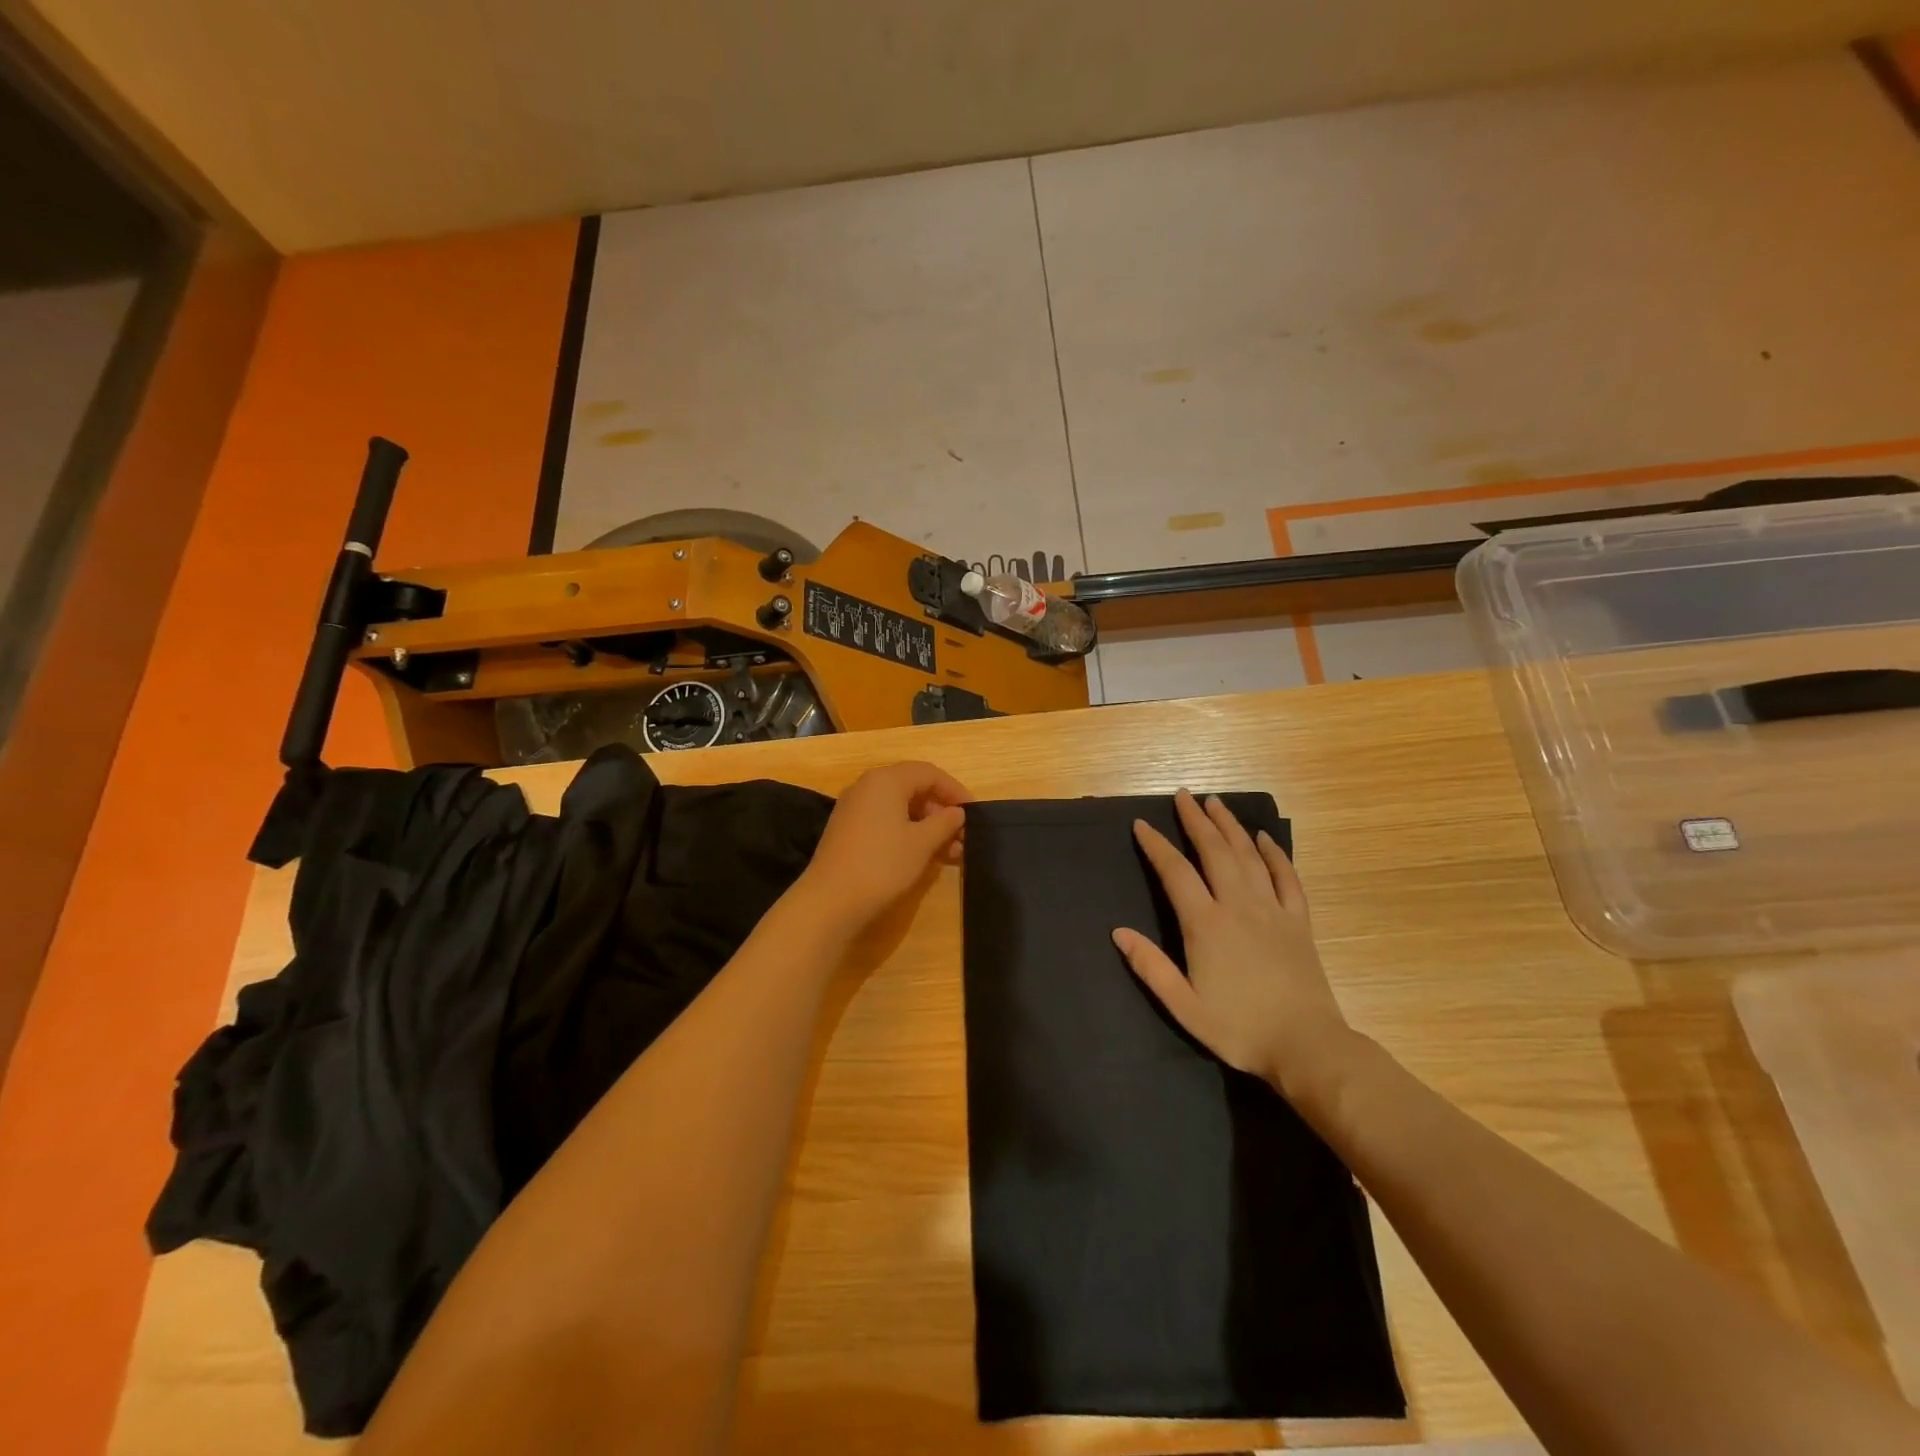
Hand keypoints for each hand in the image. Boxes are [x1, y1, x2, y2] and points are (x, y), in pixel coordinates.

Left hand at [792, 761, 971, 934]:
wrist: (830, 901)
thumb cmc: (882, 864)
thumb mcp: (922, 843)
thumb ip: (944, 823)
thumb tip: (957, 812)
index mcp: (885, 780)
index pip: (929, 773)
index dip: (955, 790)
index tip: (974, 813)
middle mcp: (867, 787)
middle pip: (913, 788)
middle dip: (941, 811)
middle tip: (963, 836)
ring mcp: (854, 809)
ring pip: (900, 808)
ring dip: (927, 826)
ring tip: (951, 853)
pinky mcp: (848, 831)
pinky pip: (885, 822)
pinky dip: (908, 834)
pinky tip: (924, 856)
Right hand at [1112, 790, 1347, 1089]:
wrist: (1307, 1046)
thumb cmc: (1239, 1028)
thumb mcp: (1184, 1005)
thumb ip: (1150, 967)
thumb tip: (1118, 932)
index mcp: (1206, 924)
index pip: (1176, 873)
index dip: (1157, 846)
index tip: (1142, 824)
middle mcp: (1238, 906)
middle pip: (1214, 851)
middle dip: (1196, 821)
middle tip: (1183, 795)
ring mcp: (1272, 910)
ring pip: (1248, 856)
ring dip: (1230, 826)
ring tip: (1215, 803)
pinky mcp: (1298, 921)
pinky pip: (1286, 877)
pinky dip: (1274, 854)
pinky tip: (1264, 838)